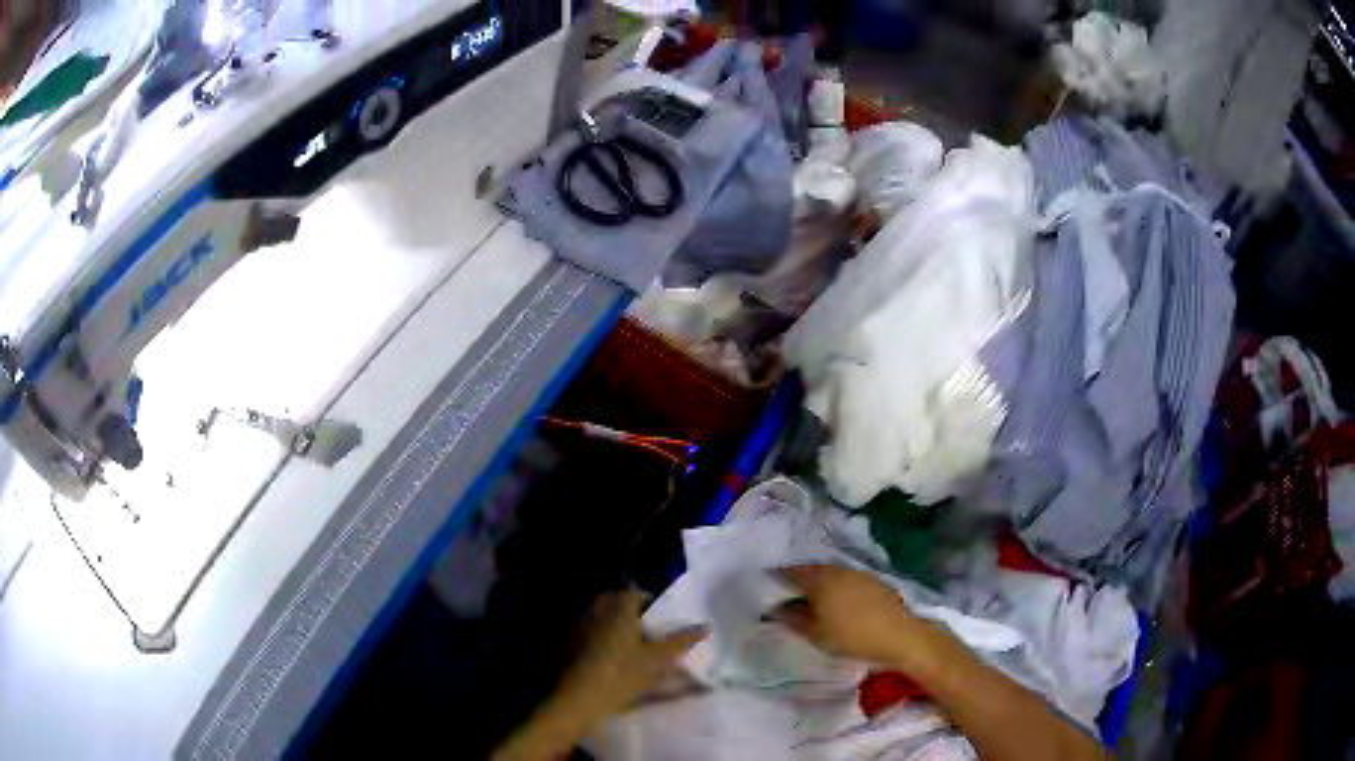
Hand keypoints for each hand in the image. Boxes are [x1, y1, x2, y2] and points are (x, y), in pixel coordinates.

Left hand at [552, 588, 706, 731]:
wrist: (576, 698)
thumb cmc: (620, 674)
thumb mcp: (657, 660)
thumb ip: (681, 641)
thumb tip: (705, 626)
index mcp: (618, 607)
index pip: (636, 593)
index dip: (651, 604)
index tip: (661, 621)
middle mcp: (596, 609)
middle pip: (617, 603)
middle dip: (632, 614)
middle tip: (648, 634)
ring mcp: (578, 625)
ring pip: (601, 617)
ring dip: (615, 627)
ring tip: (632, 648)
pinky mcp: (567, 643)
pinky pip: (588, 632)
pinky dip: (600, 639)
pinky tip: (610, 659)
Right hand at [775, 564, 932, 668]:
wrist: (899, 636)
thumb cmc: (852, 637)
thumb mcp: (816, 634)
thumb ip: (794, 619)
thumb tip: (776, 610)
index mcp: (821, 580)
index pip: (793, 571)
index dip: (778, 576)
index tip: (767, 583)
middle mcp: (839, 570)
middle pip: (813, 569)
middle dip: (799, 578)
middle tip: (787, 592)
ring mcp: (859, 573)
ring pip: (832, 573)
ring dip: (820, 581)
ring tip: (812, 598)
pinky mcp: (874, 581)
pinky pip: (847, 578)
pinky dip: (837, 585)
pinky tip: (837, 601)